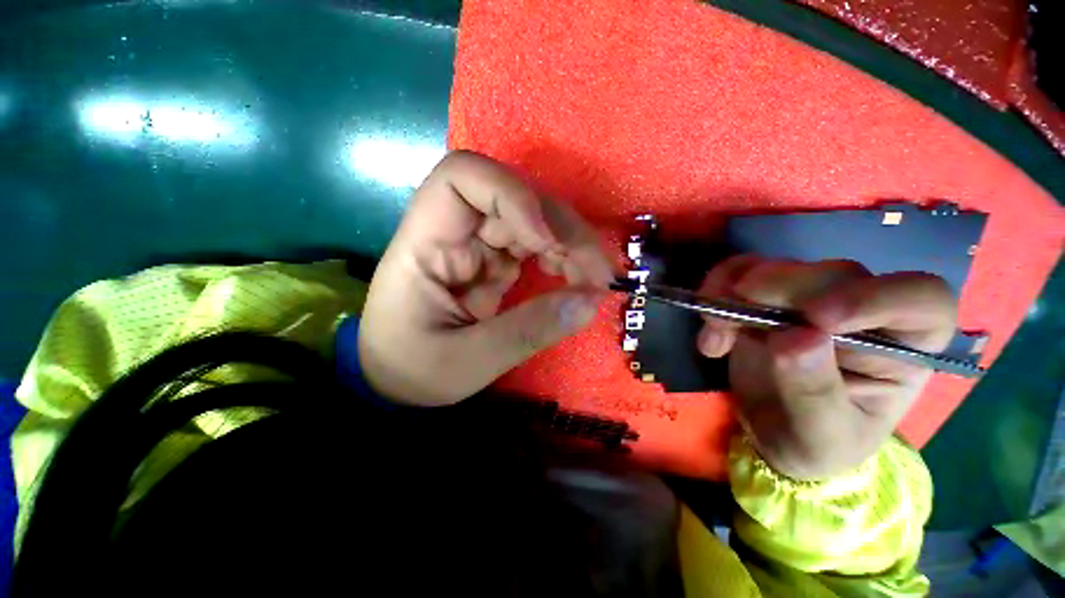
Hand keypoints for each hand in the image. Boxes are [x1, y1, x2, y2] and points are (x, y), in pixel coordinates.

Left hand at [358, 151, 613, 405]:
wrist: (397, 378)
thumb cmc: (413, 370)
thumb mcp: (466, 362)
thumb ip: (526, 331)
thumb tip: (589, 301)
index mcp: (425, 244)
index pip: (463, 178)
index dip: (511, 195)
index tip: (545, 241)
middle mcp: (454, 232)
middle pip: (515, 199)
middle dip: (562, 230)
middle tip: (598, 274)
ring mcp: (477, 246)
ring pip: (533, 220)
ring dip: (570, 244)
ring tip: (594, 281)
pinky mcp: (495, 263)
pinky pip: (535, 246)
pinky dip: (562, 259)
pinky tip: (575, 281)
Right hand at [697, 256, 956, 479]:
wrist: (770, 430)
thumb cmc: (813, 443)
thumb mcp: (820, 437)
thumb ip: (814, 393)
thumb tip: (794, 337)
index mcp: (905, 348)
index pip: (921, 300)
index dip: (875, 298)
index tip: (815, 319)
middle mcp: (864, 311)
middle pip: (837, 275)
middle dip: (781, 291)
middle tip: (734, 319)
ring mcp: (811, 297)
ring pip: (783, 267)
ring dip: (737, 292)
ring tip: (715, 332)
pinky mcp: (767, 295)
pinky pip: (743, 271)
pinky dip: (718, 288)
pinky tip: (709, 324)